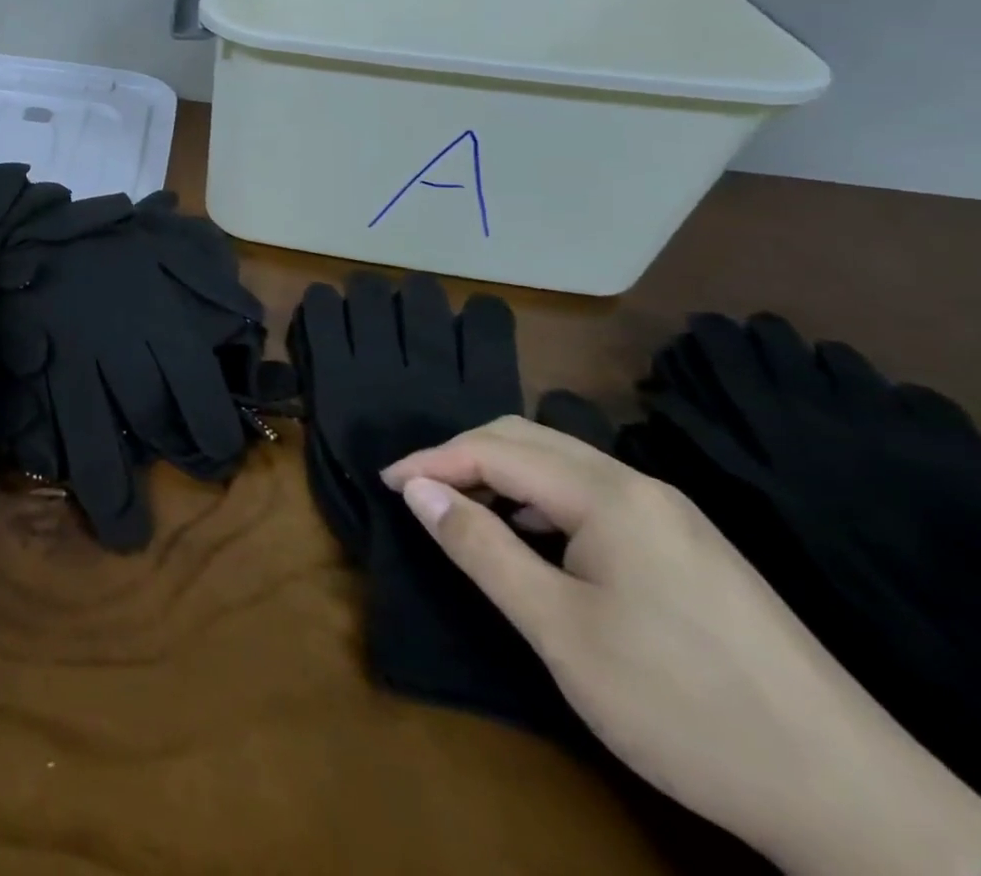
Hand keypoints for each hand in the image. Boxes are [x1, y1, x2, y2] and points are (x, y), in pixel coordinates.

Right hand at [382, 415, 980, 875]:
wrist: (855, 803)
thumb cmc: (681, 704)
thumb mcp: (558, 629)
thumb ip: (480, 547)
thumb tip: (417, 489)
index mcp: (609, 495)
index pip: (494, 448)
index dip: (431, 460)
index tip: (385, 484)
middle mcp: (642, 487)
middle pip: (529, 438)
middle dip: (463, 456)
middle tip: (419, 492)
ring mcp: (675, 517)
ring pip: (564, 465)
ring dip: (503, 475)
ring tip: (465, 513)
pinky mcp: (693, 550)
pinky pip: (595, 497)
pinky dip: (543, 500)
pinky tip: (536, 541)